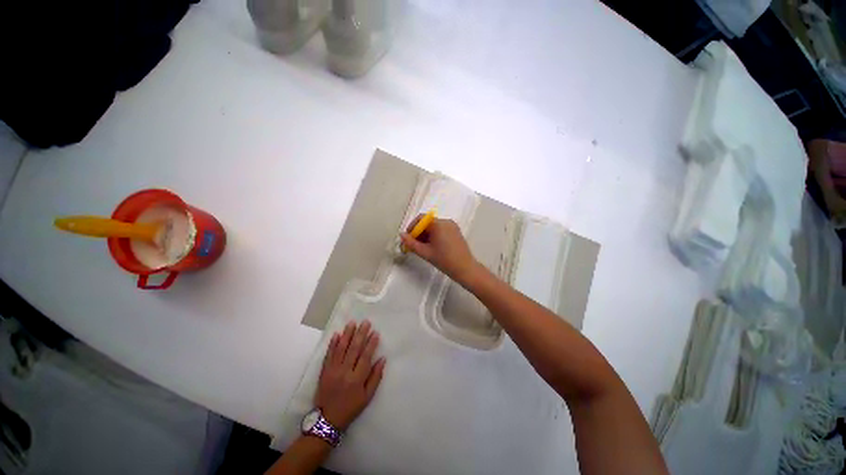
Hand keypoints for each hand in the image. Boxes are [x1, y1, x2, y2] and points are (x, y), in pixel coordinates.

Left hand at [315, 320, 384, 430]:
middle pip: (354, 349)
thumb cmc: (350, 408)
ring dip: (347, 334)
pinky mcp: (324, 371)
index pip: (366, 357)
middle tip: (365, 322)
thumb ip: (375, 377)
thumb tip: (383, 359)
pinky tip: (336, 334)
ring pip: (341, 349)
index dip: (371, 344)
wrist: (326, 420)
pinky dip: (332, 344)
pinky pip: (328, 355)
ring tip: (352, 323)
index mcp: (357, 379)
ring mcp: (333, 370)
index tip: (376, 333)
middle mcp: (345, 372)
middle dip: (361, 334)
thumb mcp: (367, 397)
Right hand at [400, 217, 479, 283]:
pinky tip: (432, 247)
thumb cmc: (444, 260)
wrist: (465, 269)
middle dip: (419, 232)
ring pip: (434, 227)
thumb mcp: (425, 252)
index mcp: (438, 224)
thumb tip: (402, 235)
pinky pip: (441, 230)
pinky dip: (434, 236)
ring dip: (426, 235)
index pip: (421, 219)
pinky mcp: (456, 232)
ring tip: (422, 248)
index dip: (412, 227)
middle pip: (427, 222)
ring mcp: (452, 226)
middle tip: (413, 245)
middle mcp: (446, 221)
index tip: (408, 238)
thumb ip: (411, 243)